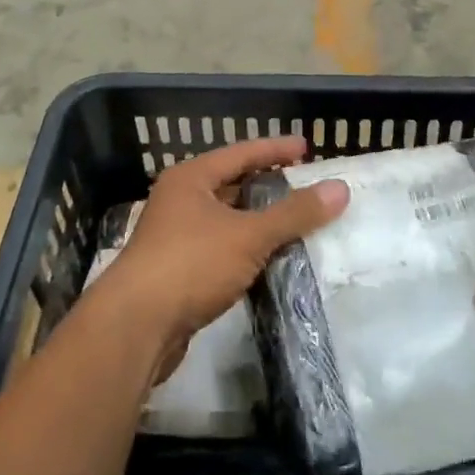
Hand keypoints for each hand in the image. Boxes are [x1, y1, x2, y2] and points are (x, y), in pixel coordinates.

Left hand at [102, 136, 347, 377]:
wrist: (135, 327)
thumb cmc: (190, 264)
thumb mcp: (249, 235)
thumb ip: (294, 213)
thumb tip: (340, 189)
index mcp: (191, 178)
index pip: (241, 153)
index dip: (275, 149)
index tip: (306, 148)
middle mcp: (179, 200)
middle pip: (231, 184)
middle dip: (268, 186)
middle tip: (305, 187)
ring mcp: (174, 237)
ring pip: (226, 220)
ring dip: (258, 221)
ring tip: (295, 223)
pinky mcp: (176, 271)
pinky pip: (220, 249)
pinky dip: (245, 249)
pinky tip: (268, 261)